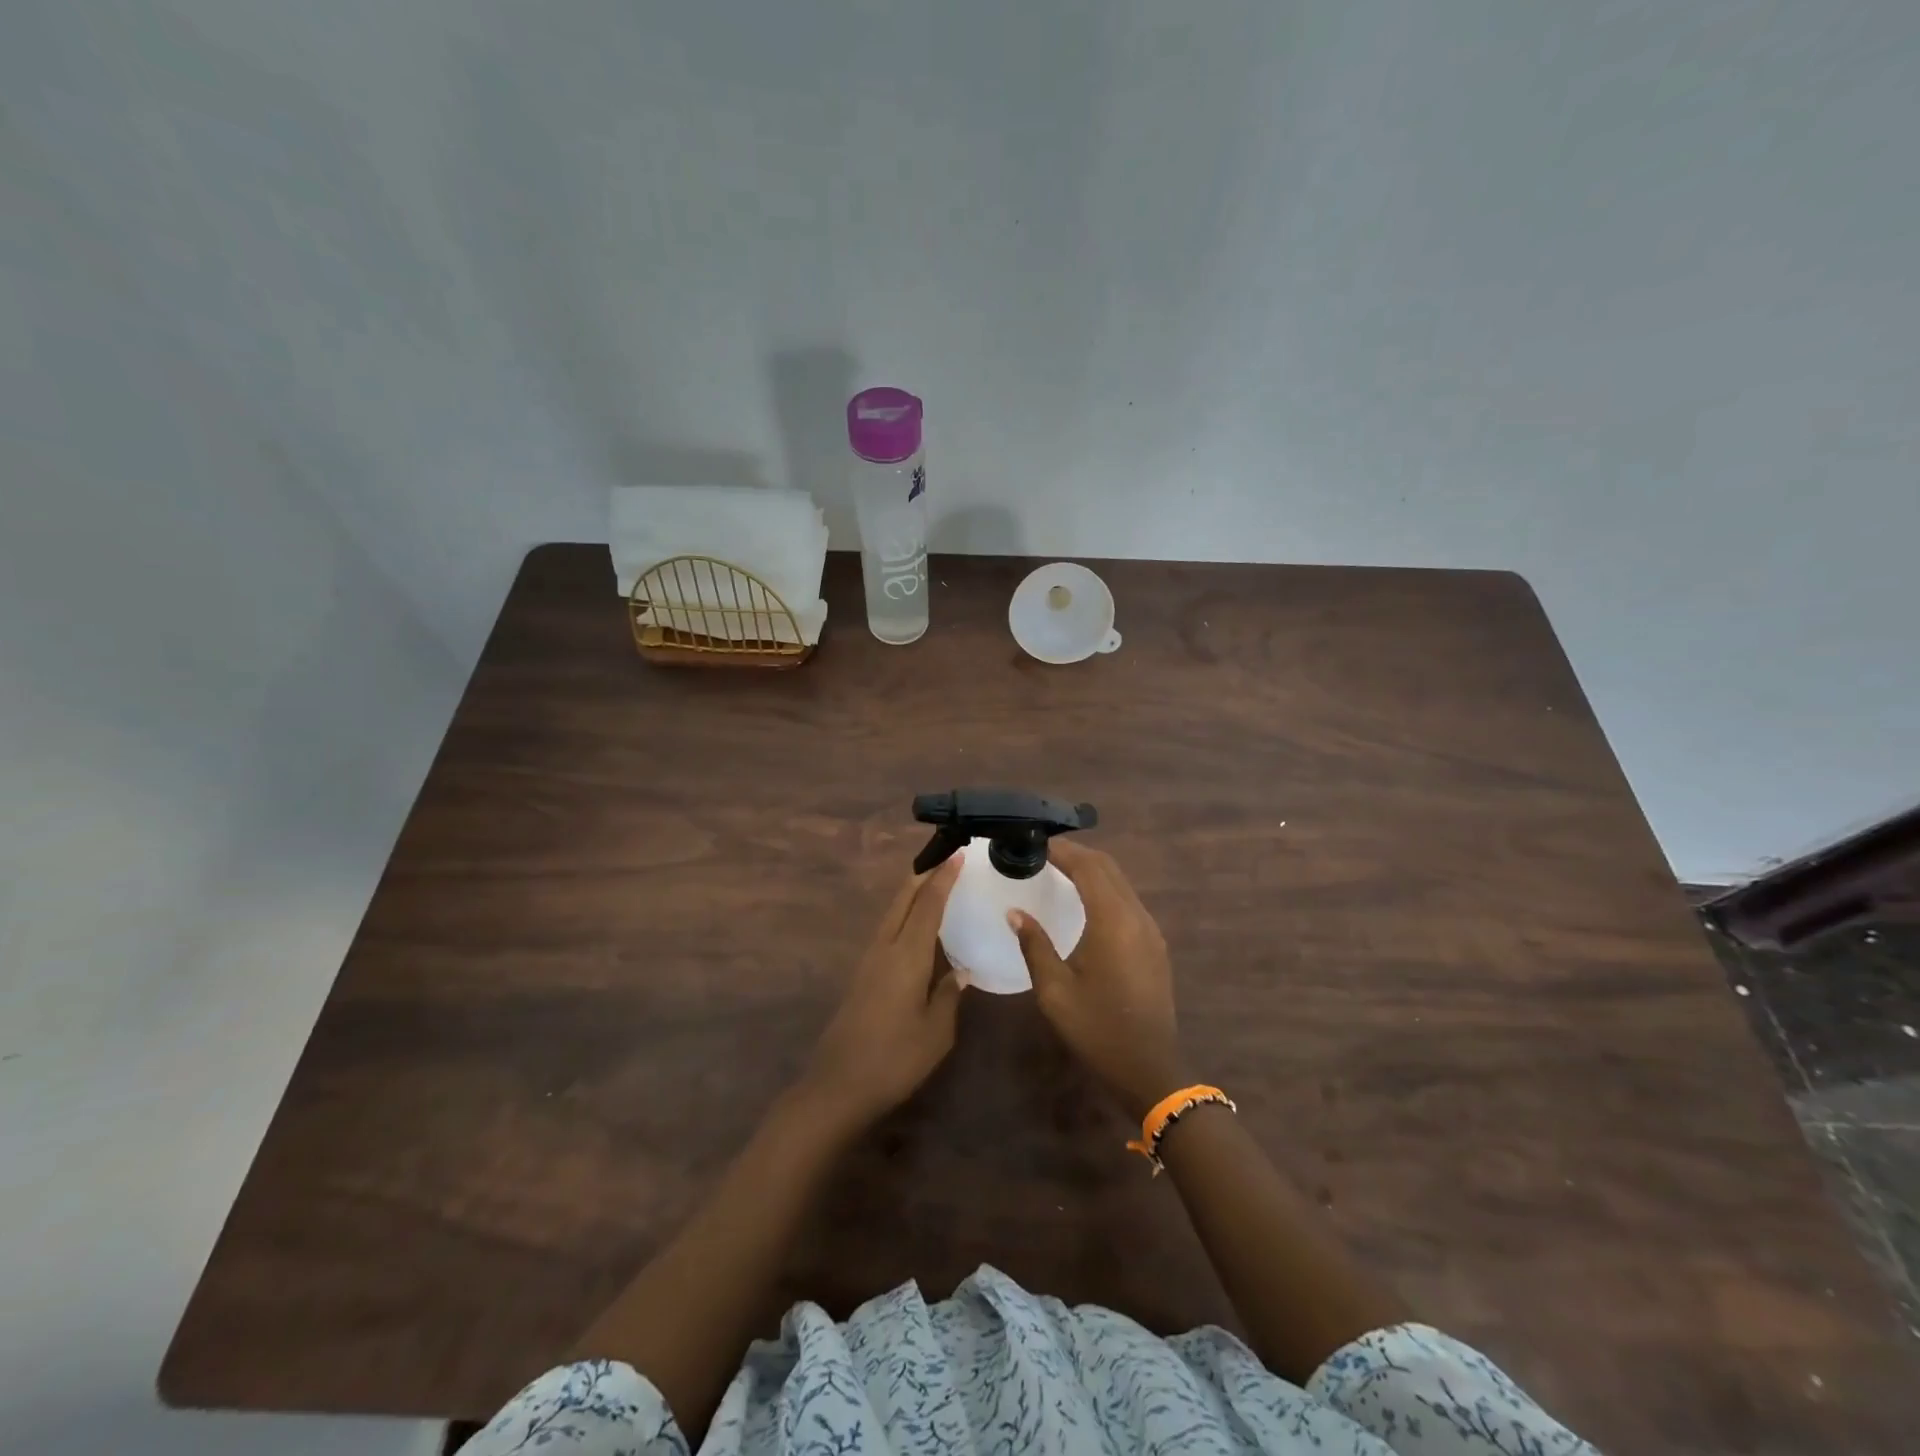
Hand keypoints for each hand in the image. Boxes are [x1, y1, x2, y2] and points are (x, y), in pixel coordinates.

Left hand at [802, 859, 963, 1127]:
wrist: (838, 1086)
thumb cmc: (895, 1059)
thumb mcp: (936, 1032)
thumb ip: (949, 995)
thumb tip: (960, 970)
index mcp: (906, 955)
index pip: (928, 904)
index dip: (944, 877)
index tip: (958, 854)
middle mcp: (884, 948)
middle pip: (903, 899)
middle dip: (924, 875)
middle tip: (946, 858)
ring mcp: (869, 961)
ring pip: (892, 913)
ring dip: (912, 893)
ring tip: (934, 884)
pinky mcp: (862, 975)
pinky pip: (887, 930)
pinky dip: (904, 915)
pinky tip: (916, 927)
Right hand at [1010, 840, 1184, 1119]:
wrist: (1150, 1069)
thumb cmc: (1097, 1029)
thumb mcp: (1055, 991)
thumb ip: (1035, 945)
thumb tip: (1015, 912)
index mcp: (1113, 921)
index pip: (1088, 867)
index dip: (1062, 850)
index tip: (1035, 843)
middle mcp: (1136, 916)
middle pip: (1108, 868)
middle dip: (1077, 853)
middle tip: (1043, 852)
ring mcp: (1150, 929)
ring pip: (1121, 882)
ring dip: (1092, 869)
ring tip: (1059, 870)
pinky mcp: (1154, 944)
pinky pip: (1128, 900)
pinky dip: (1104, 888)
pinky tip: (1084, 900)